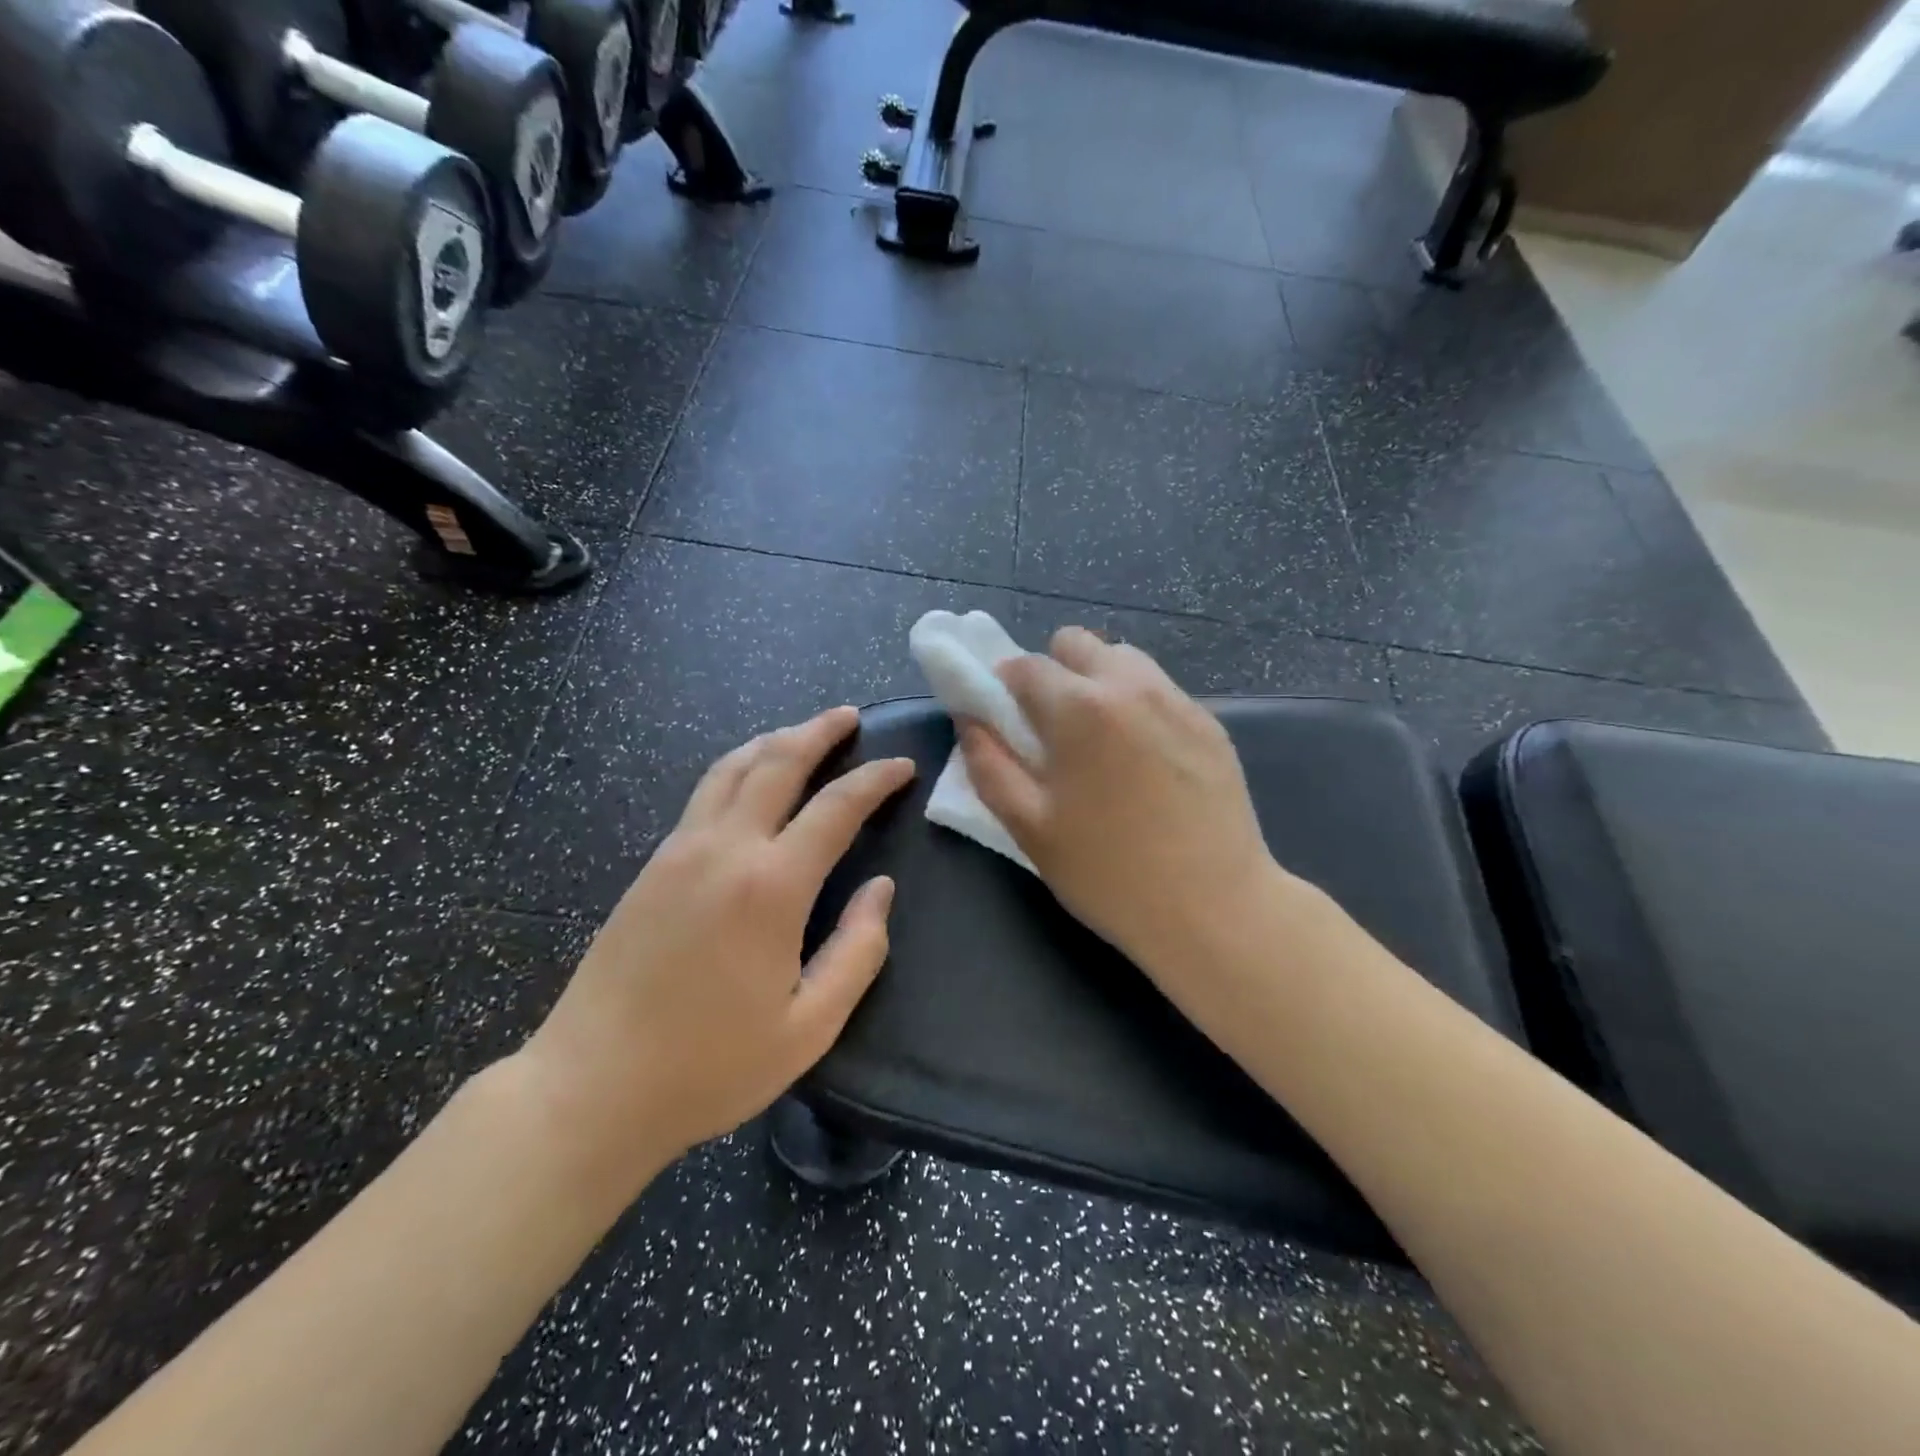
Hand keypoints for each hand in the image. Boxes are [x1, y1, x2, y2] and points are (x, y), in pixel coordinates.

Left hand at [521, 707, 914, 1176]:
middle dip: (819, 732)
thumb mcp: (809, 1027)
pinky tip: (751, 778)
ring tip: (804, 732)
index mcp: (770, 887)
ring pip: (732, 767)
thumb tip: (881, 889)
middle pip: (777, 762)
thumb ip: (858, 951)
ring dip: (774, 740)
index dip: (875, 780)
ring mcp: (680, 851)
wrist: (591, 1088)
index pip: (836, 808)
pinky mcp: (651, 865)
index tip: (903, 766)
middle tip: (850, 716)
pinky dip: (739, 767)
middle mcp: (724, 850)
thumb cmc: (710, 1066)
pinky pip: (705, 793)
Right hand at [960, 628, 1284, 977]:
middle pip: (1076, 644)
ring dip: (1098, 683)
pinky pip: (1159, 690)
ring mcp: (1178, 700)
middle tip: (1054, 730)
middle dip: (1053, 673)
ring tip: (1101, 742)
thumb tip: (971, 720)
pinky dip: (1138, 705)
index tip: (1006, 720)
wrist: (1215, 908)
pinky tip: (1145, 761)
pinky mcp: (1211, 723)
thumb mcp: (1030, 827)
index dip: (1004, 687)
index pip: (1025, 665)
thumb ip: (990, 765)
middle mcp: (1131, 685)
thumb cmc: (1109, 873)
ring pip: (1123, 659)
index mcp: (1080, 707)